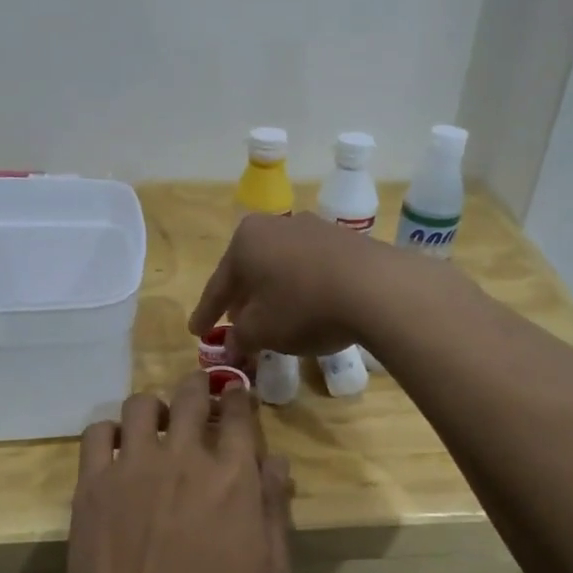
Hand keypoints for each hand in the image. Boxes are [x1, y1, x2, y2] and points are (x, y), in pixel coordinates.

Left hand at [66, 374, 292, 572]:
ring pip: (140, 404)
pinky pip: (97, 431)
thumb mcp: (271, 572)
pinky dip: (109, 431)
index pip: (238, 413)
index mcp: (232, 475)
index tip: (235, 399)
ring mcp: (133, 465)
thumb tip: (276, 461)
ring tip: (154, 425)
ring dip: (153, 408)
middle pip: (190, 395)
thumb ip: (275, 509)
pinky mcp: (93, 482)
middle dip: (199, 386)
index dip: (238, 399)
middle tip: (198, 394)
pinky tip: (116, 449)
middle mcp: (183, 456)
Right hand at [188, 211, 402, 359]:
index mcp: (245, 241)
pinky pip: (309, 267)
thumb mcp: (262, 330)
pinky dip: (300, 288)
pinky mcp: (344, 240)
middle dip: (241, 299)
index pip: (218, 285)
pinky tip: (306, 307)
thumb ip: (240, 338)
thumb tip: (232, 347)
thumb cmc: (303, 306)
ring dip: (272, 293)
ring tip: (271, 318)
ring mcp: (313, 228)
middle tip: (233, 324)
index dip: (206, 314)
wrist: (376, 287)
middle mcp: (276, 225)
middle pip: (249, 270)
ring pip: (280, 267)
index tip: (196, 332)